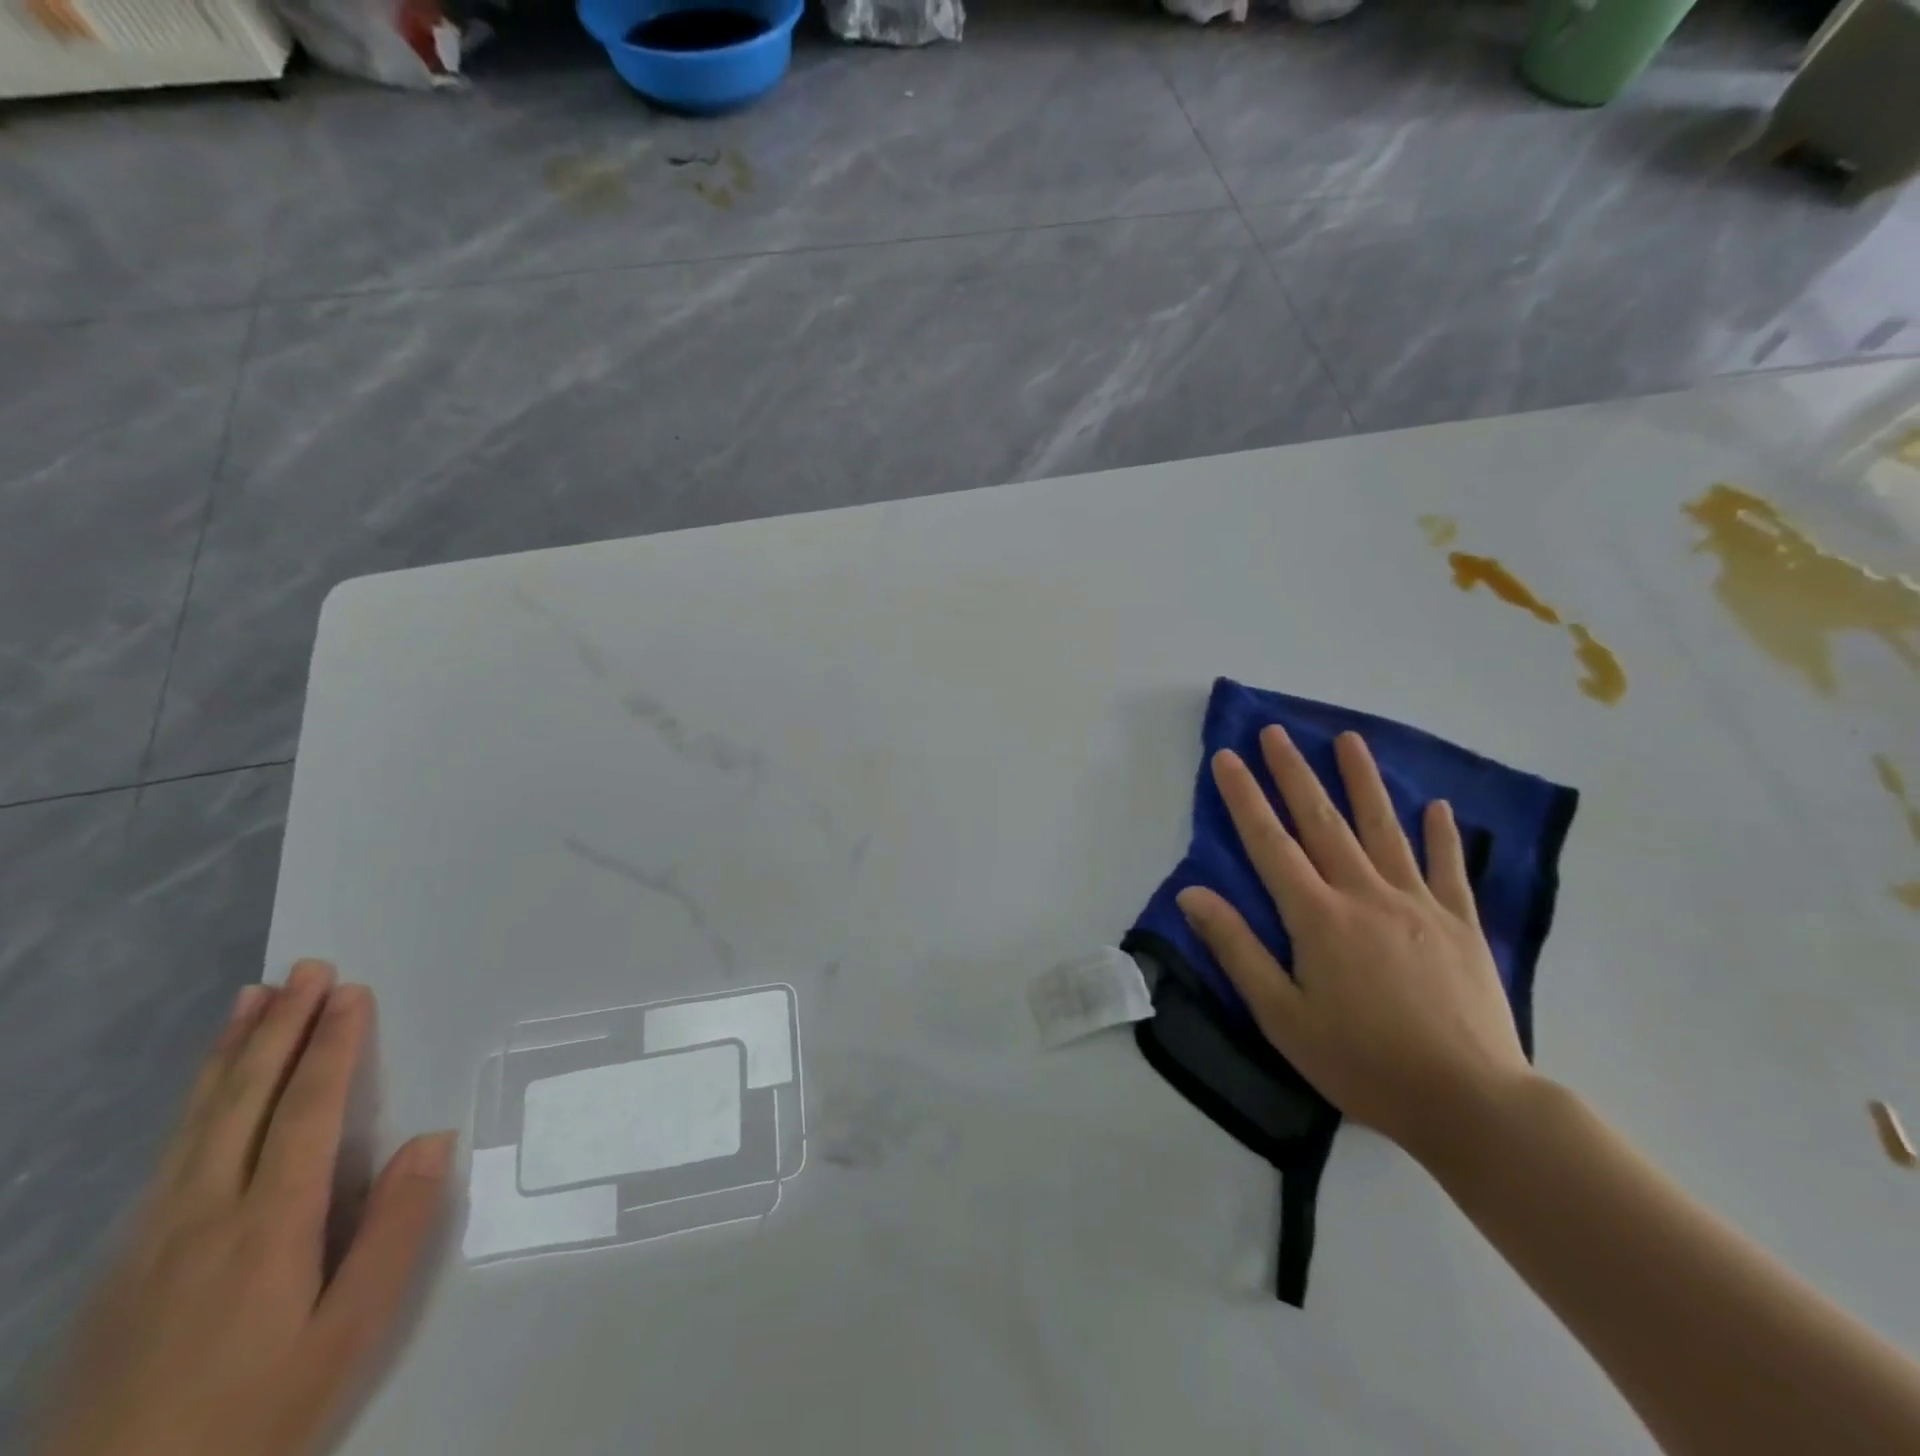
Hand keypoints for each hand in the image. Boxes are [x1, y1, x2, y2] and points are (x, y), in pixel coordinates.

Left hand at [37, 961, 453, 1455]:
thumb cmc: (255, 1417)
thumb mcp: (348, 1336)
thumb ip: (394, 1233)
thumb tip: (432, 1140)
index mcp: (269, 1225)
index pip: (307, 1109)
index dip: (331, 1045)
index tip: (350, 993)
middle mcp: (204, 1213)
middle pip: (246, 1099)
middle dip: (279, 1027)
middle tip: (306, 969)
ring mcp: (150, 1238)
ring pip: (197, 1120)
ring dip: (230, 1052)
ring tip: (251, 999)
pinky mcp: (121, 1264)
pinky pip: (170, 1153)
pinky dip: (196, 1101)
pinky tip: (207, 1090)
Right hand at [1176, 726, 1531, 1158]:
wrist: (1471, 1103)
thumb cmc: (1363, 1063)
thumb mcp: (1281, 1016)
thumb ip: (1237, 949)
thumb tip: (1192, 894)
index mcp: (1318, 917)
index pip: (1270, 843)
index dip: (1244, 798)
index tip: (1226, 757)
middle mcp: (1365, 895)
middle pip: (1323, 821)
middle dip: (1294, 773)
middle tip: (1276, 731)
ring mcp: (1419, 905)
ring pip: (1385, 829)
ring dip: (1363, 781)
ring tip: (1349, 740)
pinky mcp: (1462, 925)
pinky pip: (1449, 869)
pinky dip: (1443, 836)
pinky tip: (1437, 807)